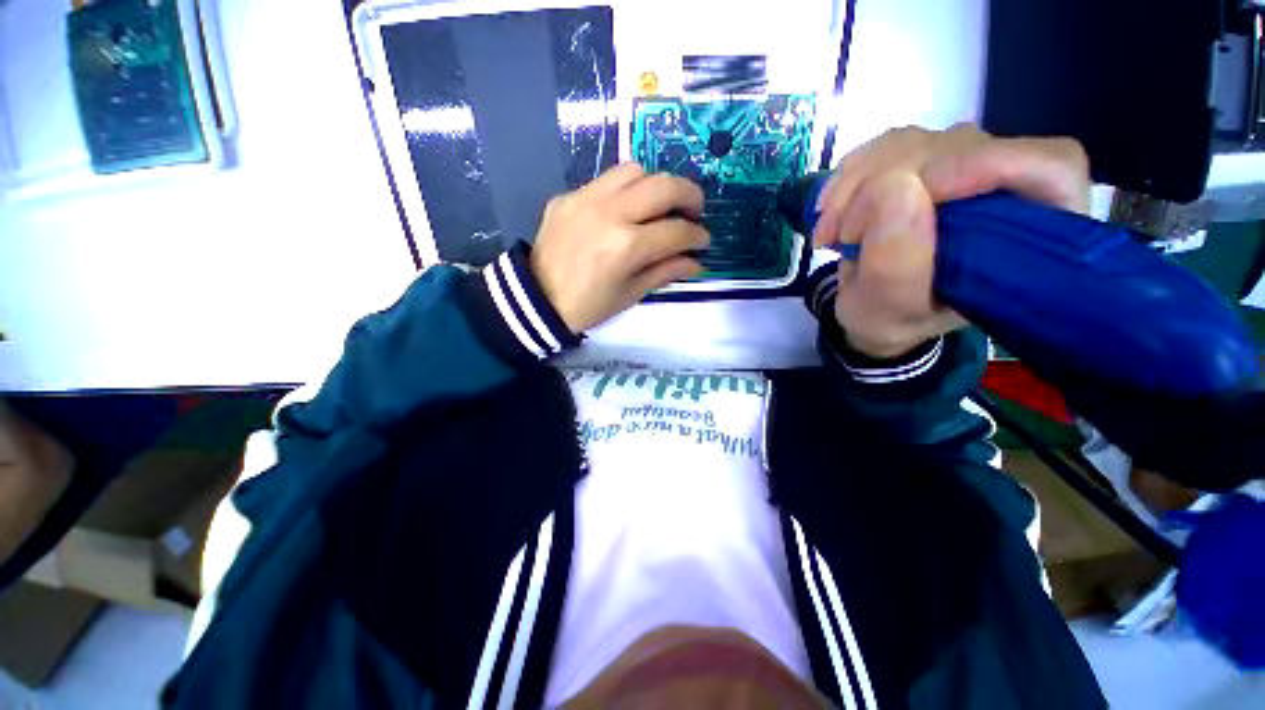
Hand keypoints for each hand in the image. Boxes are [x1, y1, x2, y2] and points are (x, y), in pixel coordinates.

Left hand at [531, 162, 709, 332]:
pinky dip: (626, 189)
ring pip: (635, 169)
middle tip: (694, 211)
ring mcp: (586, 198)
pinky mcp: (569, 195)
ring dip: (657, 184)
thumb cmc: (588, 306)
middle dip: (690, 195)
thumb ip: (666, 272)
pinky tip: (626, 208)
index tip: (703, 241)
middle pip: (663, 185)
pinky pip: (606, 179)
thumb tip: (696, 262)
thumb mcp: (631, 294)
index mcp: (627, 246)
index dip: (698, 236)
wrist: (536, 300)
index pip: (676, 231)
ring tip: (660, 205)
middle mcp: (610, 212)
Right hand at [812, 124, 1089, 358]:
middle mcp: (1006, 188)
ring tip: (829, 233)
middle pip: (963, 147)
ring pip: (915, 141)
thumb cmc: (891, 319)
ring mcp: (962, 167)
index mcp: (1031, 235)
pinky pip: (884, 146)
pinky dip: (847, 177)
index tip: (915, 191)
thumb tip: (895, 187)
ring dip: (856, 184)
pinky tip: (829, 212)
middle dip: (887, 185)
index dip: (987, 164)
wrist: (869, 309)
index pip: (1048, 167)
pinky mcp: (921, 160)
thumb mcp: (890, 310)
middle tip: (842, 236)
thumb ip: (898, 265)